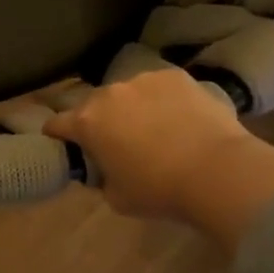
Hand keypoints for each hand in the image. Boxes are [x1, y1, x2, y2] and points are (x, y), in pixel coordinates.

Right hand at [44, 68, 273, 251]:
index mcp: (87, 123)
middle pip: (92, 105)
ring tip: (153, 127)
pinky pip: (158, 87)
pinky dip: (162, 99)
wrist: (218, 171)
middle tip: (116, 141)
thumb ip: (101, 176)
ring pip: (127, 93)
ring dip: (131, 107)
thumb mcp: (115, 196)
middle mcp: (109, 94)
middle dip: (98, 120)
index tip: (65, 144)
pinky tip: (179, 118)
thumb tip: (104, 168)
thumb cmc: (159, 190)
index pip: (56, 124)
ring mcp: (143, 80)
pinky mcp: (175, 76)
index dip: (58, 135)